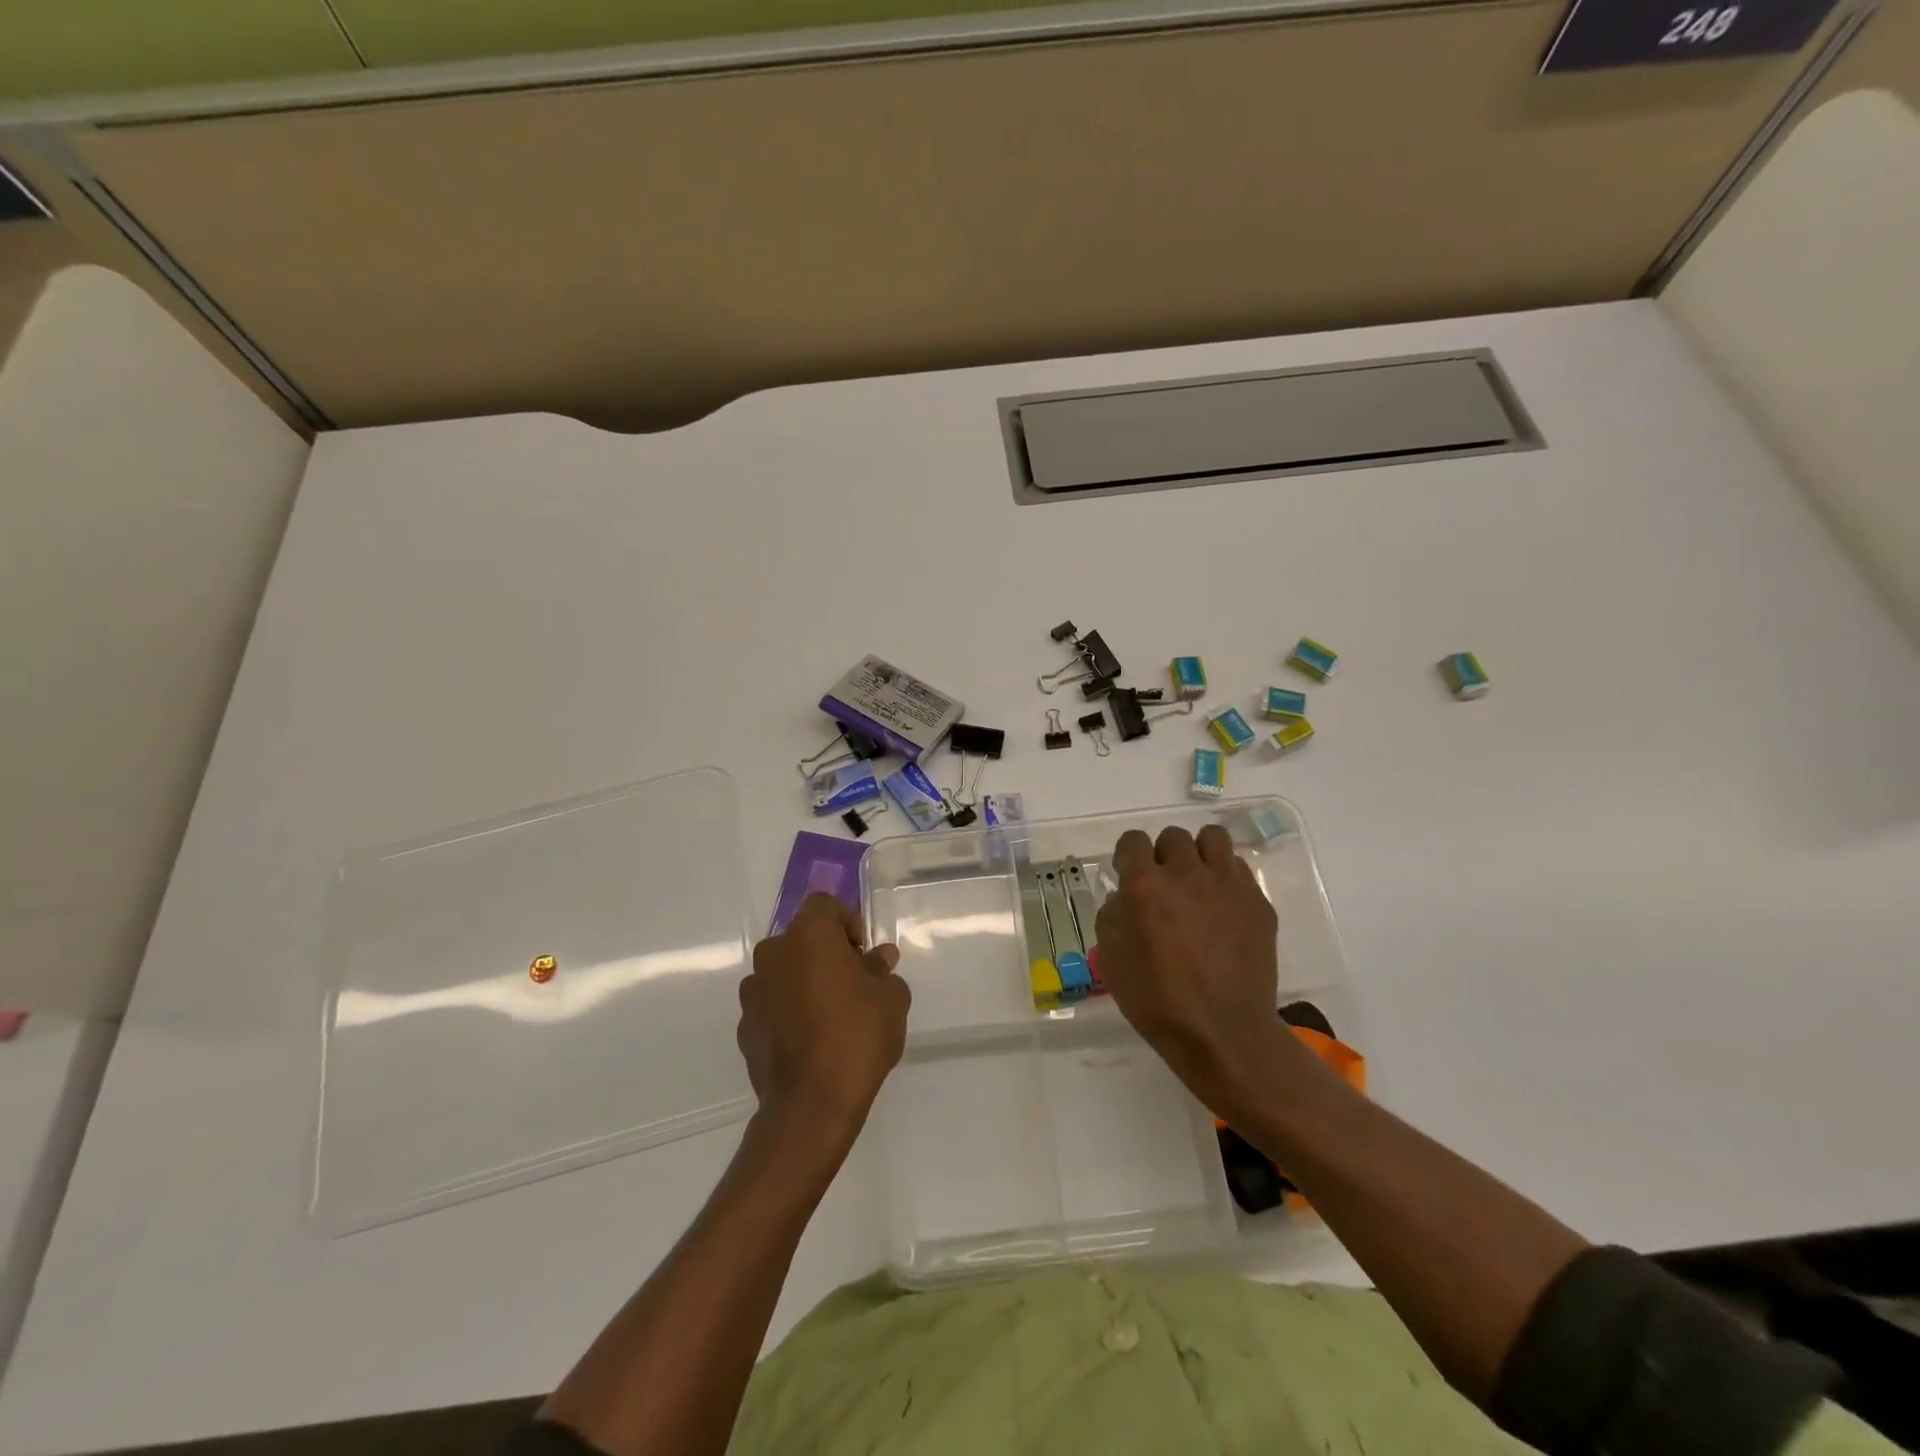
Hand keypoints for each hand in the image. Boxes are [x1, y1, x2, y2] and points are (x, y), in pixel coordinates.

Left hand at [737, 894, 909, 1141]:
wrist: (811, 1104)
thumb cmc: (857, 1036)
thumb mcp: (890, 998)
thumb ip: (882, 970)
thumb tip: (877, 959)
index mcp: (808, 936)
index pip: (824, 904)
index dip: (847, 921)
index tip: (864, 952)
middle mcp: (773, 954)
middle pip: (802, 938)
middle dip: (827, 952)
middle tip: (854, 982)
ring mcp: (753, 991)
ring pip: (784, 971)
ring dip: (805, 981)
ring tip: (832, 1015)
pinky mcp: (744, 1026)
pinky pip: (772, 1004)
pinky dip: (789, 1011)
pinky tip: (810, 1040)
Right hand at [1095, 825, 1307, 1116]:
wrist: (1224, 1033)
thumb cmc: (1158, 1001)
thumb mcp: (1112, 960)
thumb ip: (1112, 916)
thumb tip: (1123, 897)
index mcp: (1145, 886)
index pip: (1133, 841)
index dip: (1128, 856)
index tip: (1129, 875)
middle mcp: (1186, 874)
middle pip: (1173, 836)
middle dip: (1163, 855)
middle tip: (1164, 885)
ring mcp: (1227, 885)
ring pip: (1213, 838)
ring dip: (1199, 853)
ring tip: (1197, 881)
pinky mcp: (1257, 901)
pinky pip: (1238, 868)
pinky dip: (1226, 878)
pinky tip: (1222, 907)